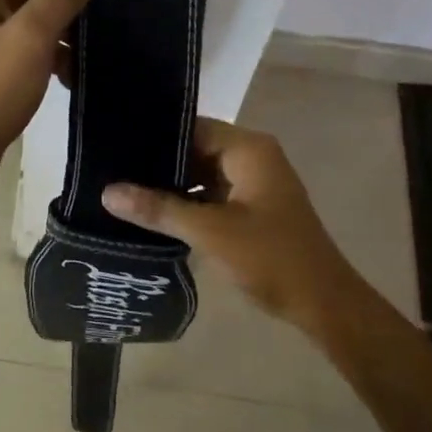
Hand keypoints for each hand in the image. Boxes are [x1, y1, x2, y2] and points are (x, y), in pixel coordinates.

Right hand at [101, 119, 365, 332]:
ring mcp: (254, 183)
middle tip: (111, 169)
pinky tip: (154, 213)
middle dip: (159, 162)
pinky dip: (188, 202)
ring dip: (171, 185)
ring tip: (124, 189)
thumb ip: (160, 209)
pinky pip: (212, 194)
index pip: (193, 127)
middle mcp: (253, 157)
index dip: (155, 135)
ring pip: (202, 173)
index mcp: (249, 149)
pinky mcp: (252, 208)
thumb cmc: (271, 257)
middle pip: (196, 148)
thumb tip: (108, 192)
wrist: (323, 304)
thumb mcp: (211, 232)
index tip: (116, 145)